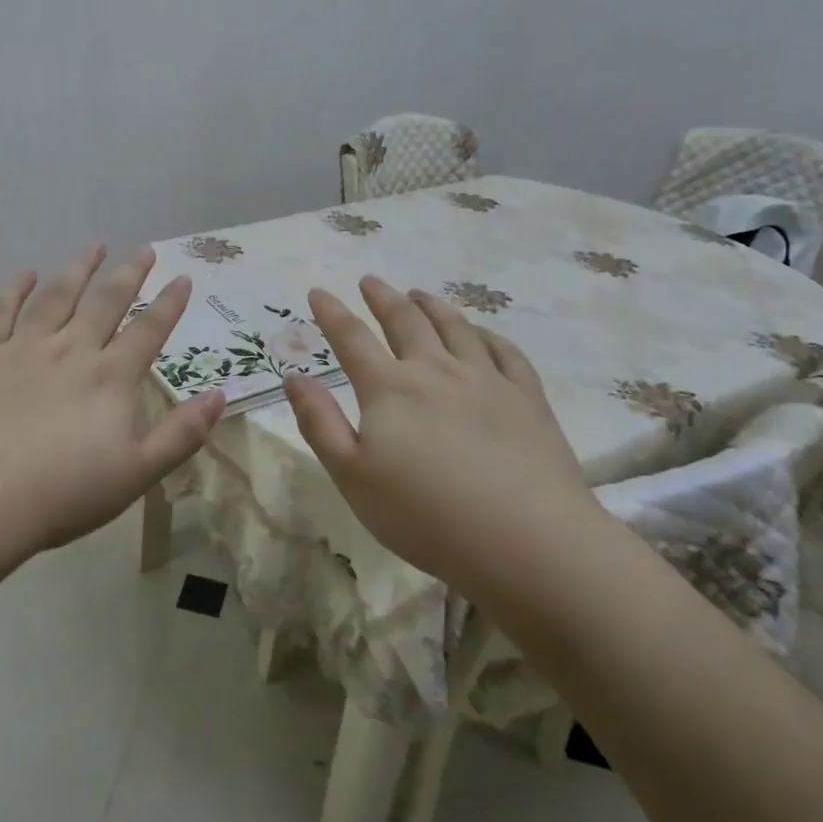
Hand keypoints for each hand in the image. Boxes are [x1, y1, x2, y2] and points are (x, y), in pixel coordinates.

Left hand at [0, 246, 225, 559]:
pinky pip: (0, 313)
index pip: (148, 331)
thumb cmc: (64, 493)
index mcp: (110, 377)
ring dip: (78, 269)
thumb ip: (182, 434)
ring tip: (94, 246)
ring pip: (56, 297)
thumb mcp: (138, 472)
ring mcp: (23, 349)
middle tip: (144, 249)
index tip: (183, 278)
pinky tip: (25, 275)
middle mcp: (71, 350)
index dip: (169, 304)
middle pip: (105, 302)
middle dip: (128, 273)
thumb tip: (220, 396)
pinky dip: (14, 290)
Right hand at [283, 275, 600, 585]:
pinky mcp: (527, 398)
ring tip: (420, 294)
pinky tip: (481, 333)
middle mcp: (437, 371)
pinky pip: (506, 352)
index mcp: (390, 388)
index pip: (352, 339)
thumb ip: (319, 423)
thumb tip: (294, 377)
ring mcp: (487, 380)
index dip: (331, 313)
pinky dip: (487, 335)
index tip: (318, 292)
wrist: (525, 540)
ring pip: (456, 328)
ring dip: (433, 306)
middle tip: (370, 281)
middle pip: (406, 321)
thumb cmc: (424, 514)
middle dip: (383, 298)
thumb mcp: (352, 476)